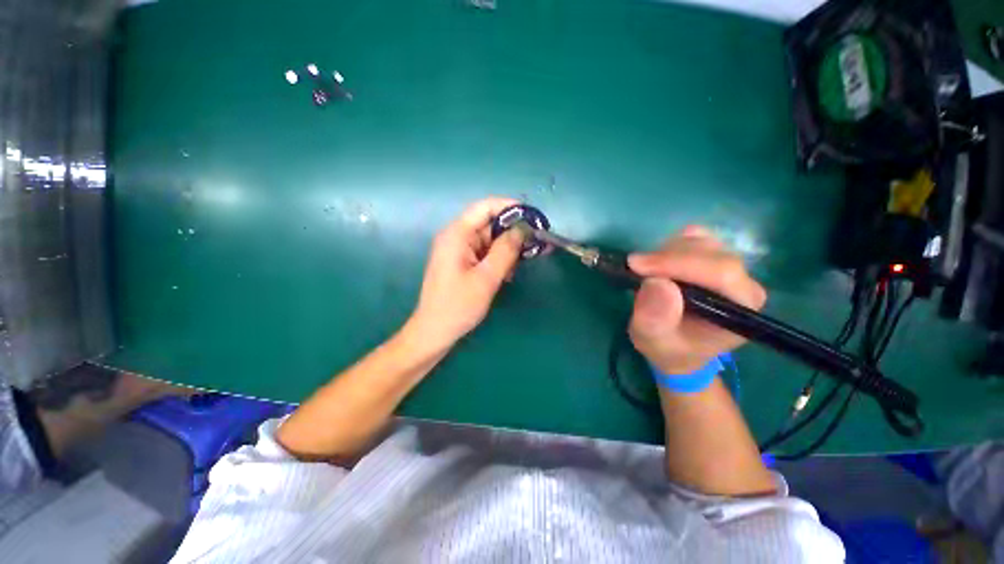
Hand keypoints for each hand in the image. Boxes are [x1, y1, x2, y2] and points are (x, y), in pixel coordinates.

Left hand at [409, 198, 524, 350]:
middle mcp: (456, 237)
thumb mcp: (487, 278)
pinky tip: (506, 274)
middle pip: (489, 224)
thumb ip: (506, 250)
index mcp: (457, 235)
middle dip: (512, 233)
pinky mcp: (462, 263)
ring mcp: (459, 251)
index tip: (533, 217)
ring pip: (489, 240)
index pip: (485, 207)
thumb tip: (523, 229)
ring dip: (506, 250)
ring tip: (518, 266)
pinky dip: (498, 260)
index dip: (510, 207)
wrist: (434, 332)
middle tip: (535, 245)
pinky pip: (484, 253)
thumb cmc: (458, 306)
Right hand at [628, 226, 766, 374]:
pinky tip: (660, 264)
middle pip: (710, 253)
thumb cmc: (668, 348)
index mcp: (740, 308)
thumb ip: (655, 318)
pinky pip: (694, 238)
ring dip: (666, 252)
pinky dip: (670, 245)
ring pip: (700, 242)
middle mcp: (744, 283)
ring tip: (647, 273)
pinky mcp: (715, 258)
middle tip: (634, 268)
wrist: (678, 348)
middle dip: (667, 257)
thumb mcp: (653, 341)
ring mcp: (730, 267)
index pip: (719, 273)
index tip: (636, 265)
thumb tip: (656, 282)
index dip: (677, 264)